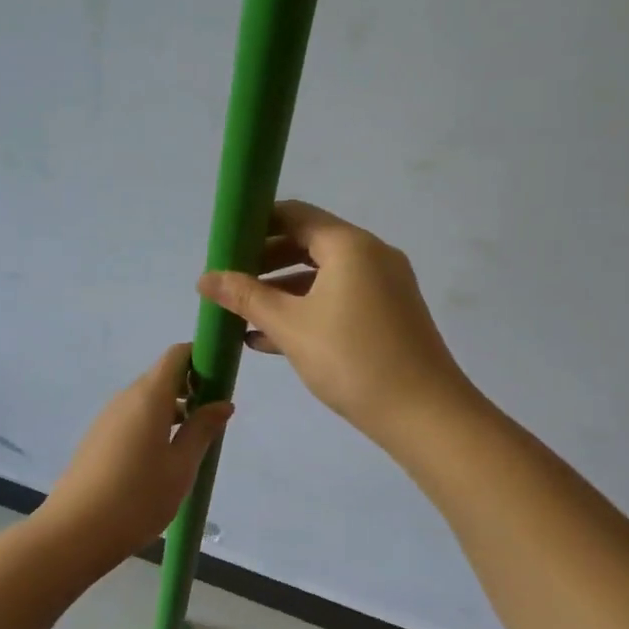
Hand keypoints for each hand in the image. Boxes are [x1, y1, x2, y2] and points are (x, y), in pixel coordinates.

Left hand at [36, 344, 232, 566]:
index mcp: (148, 396)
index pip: (176, 355)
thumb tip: (222, 403)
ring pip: (146, 400)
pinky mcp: (98, 439)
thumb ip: (202, 430)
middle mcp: (125, 398)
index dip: (201, 359)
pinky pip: (132, 418)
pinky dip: (153, 425)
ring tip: (192, 444)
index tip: (220, 383)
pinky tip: (162, 459)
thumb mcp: (181, 467)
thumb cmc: (137, 498)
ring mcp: (107, 418)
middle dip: (191, 388)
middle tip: (212, 420)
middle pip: (162, 376)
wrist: (74, 532)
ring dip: (172, 410)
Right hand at [197, 199, 475, 444]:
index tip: (224, 245)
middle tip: (229, 282)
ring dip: (282, 291)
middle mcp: (371, 255)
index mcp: (349, 245)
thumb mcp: (290, 326)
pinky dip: (307, 309)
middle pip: (308, 243)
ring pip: (322, 276)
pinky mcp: (389, 314)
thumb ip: (246, 297)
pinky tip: (271, 338)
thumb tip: (204, 278)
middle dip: (264, 262)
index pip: (295, 214)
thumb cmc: (352, 359)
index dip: (256, 224)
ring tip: (243, 314)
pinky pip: (339, 299)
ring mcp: (384, 285)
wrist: (424, 414)